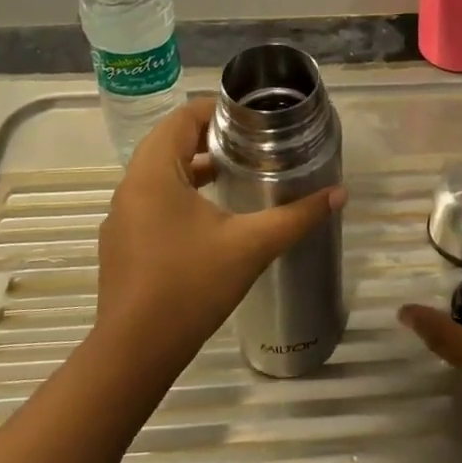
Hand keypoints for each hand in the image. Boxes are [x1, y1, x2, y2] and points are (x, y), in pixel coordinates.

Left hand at [93, 97, 345, 384]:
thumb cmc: (190, 286)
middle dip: (211, 137)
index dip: (218, 109)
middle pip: (170, 142)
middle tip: (254, 143)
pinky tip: (213, 217)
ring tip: (239, 173)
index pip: (182, 117)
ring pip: (161, 173)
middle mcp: (131, 186)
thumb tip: (340, 194)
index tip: (253, 118)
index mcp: (154, 173)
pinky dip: (182, 194)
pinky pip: (153, 200)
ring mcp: (122, 217)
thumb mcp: (251, 246)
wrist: (135, 353)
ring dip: (196, 166)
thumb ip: (297, 216)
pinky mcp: (123, 243)